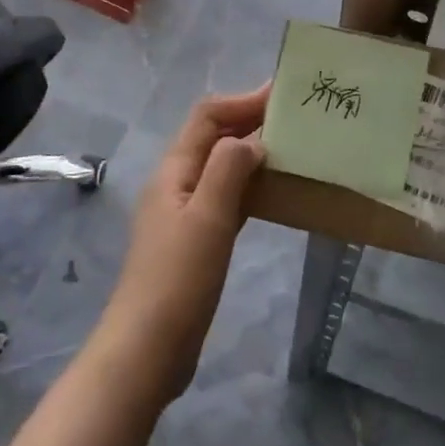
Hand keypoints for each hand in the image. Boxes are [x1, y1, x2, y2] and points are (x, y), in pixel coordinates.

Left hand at [94, 85, 269, 403]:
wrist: (148, 350)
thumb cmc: (179, 279)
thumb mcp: (208, 217)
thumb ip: (229, 169)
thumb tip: (253, 138)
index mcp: (174, 170)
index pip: (207, 116)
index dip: (243, 100)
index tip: (284, 95)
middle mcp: (176, 183)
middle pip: (213, 137)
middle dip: (250, 121)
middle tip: (296, 119)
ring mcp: (184, 213)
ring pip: (221, 167)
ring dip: (252, 153)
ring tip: (293, 149)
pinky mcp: (196, 240)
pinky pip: (227, 197)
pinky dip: (250, 186)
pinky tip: (276, 194)